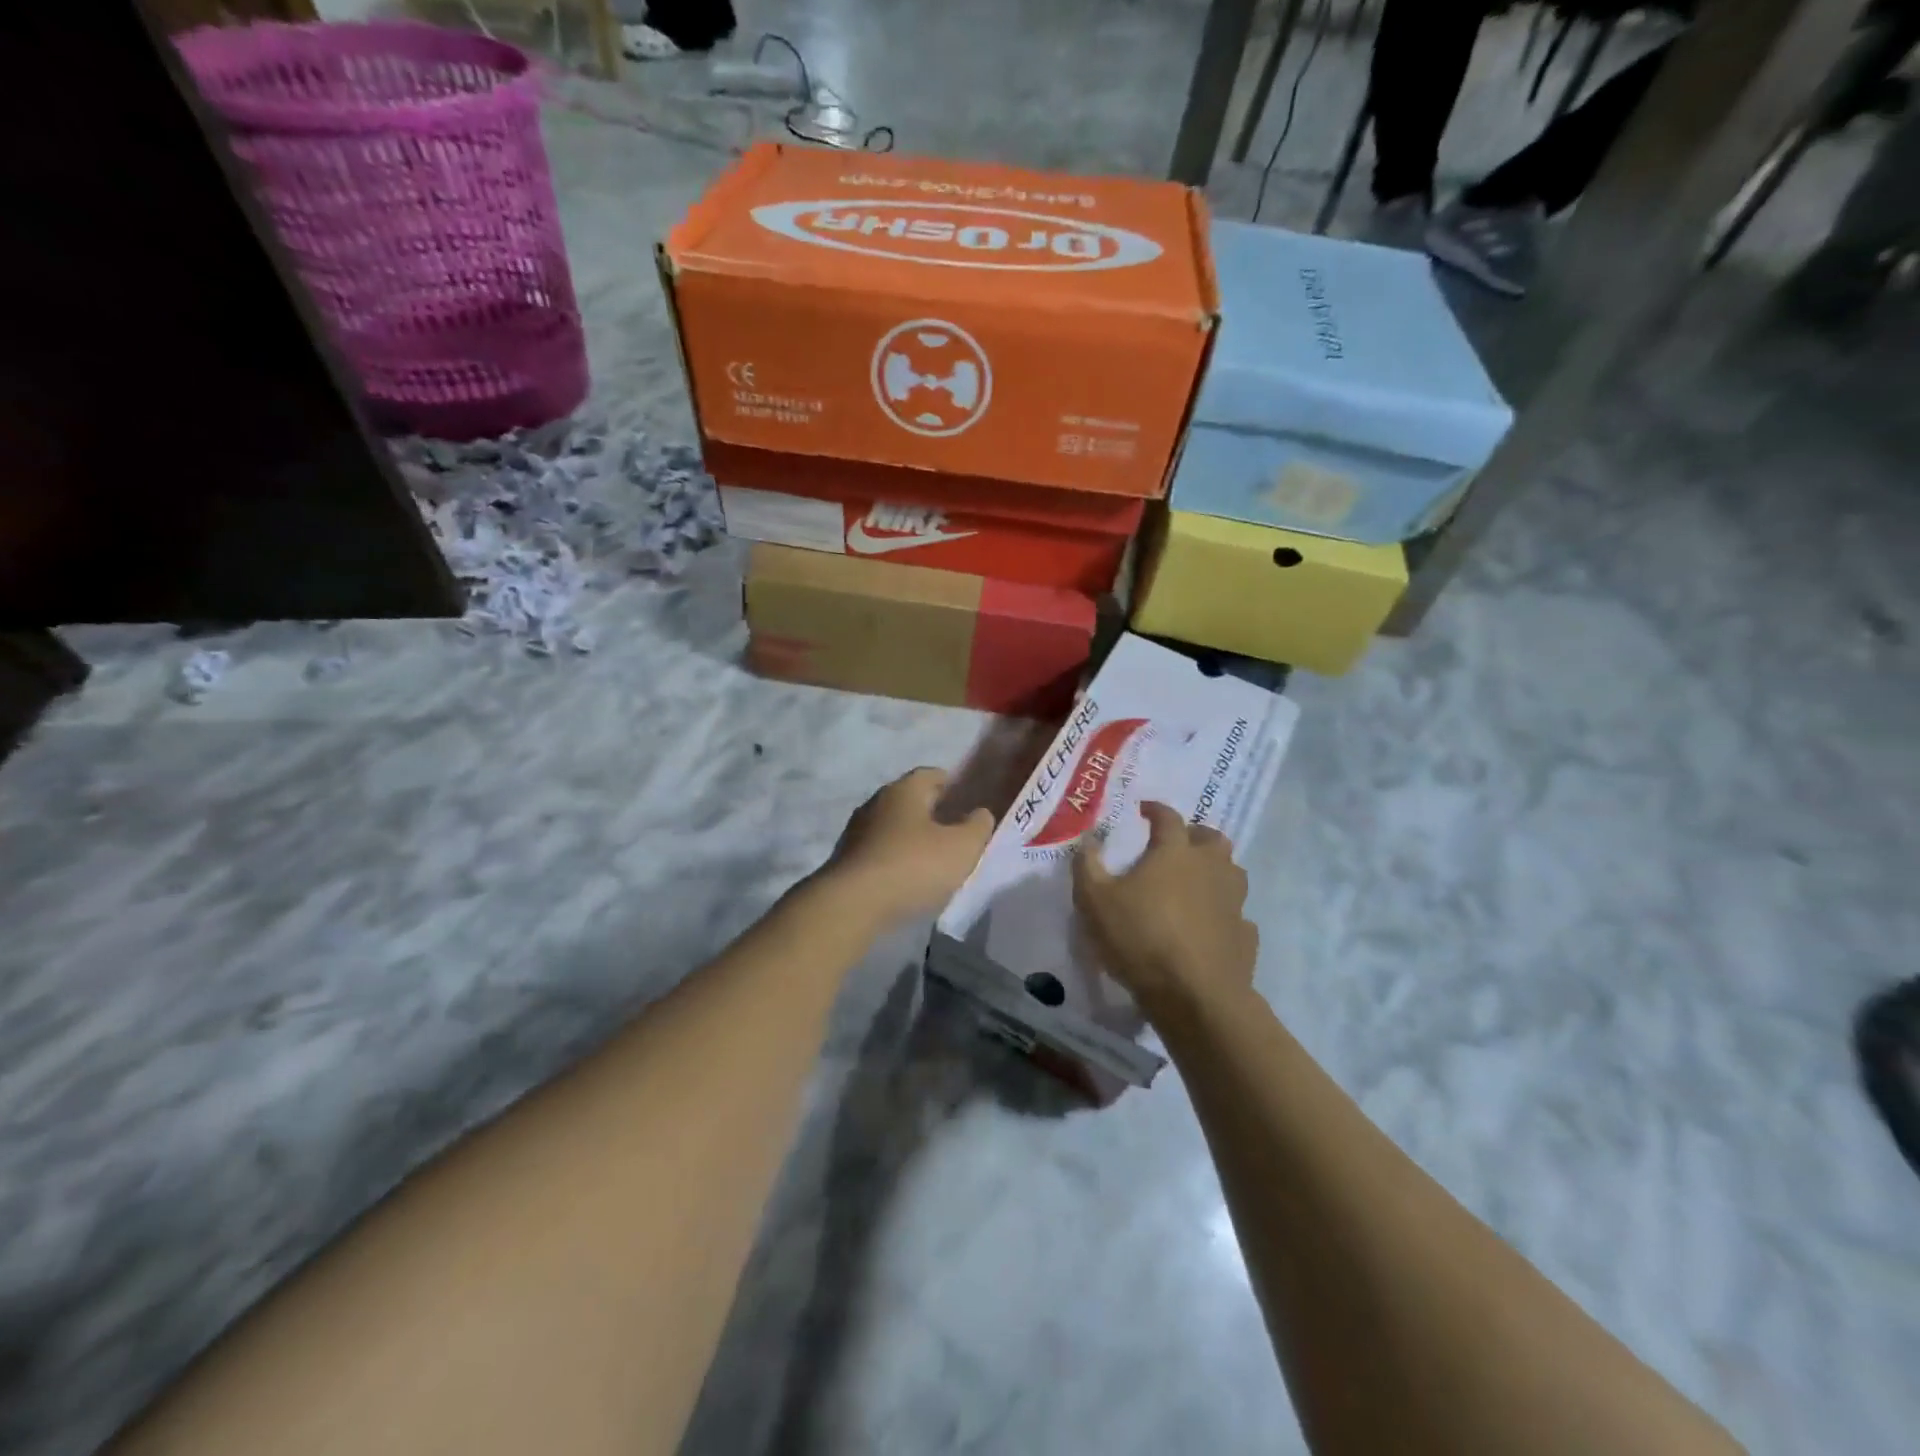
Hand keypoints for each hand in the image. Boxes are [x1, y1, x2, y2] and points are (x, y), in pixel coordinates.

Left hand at [820, 768, 995, 925]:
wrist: (852, 905)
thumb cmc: (913, 866)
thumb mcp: (962, 847)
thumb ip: (978, 826)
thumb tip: (980, 813)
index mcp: (904, 789)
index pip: (932, 775)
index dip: (954, 786)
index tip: (969, 804)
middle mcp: (877, 802)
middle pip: (912, 801)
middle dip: (934, 814)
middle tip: (957, 834)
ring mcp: (857, 831)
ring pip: (894, 827)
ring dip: (913, 839)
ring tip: (935, 860)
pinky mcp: (846, 860)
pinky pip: (880, 852)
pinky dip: (896, 859)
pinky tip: (908, 879)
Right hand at [1073, 801, 1257, 1017]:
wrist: (1195, 996)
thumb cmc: (1141, 938)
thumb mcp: (1095, 901)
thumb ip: (1087, 866)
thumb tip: (1087, 840)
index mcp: (1175, 852)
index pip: (1168, 817)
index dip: (1155, 810)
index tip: (1144, 810)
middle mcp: (1211, 868)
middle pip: (1212, 838)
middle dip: (1194, 835)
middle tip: (1176, 844)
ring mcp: (1234, 901)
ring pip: (1232, 872)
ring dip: (1215, 870)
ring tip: (1194, 882)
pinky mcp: (1245, 935)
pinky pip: (1237, 913)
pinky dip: (1224, 912)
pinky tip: (1210, 925)